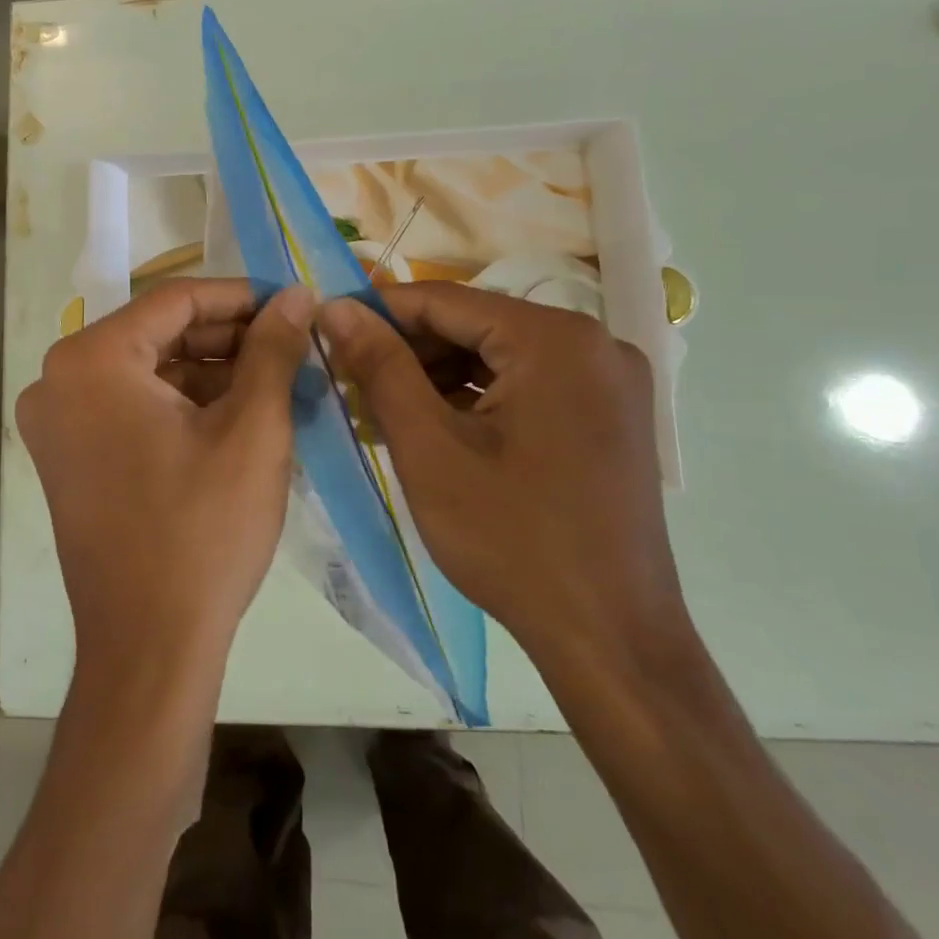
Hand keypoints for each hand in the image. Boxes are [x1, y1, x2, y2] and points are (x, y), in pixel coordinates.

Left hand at [18, 279, 315, 681]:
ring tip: (277, 381)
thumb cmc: (203, 530)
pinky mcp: (69, 457)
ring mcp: (57, 422)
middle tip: (292, 345)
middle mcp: (58, 380)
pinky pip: (131, 407)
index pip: (176, 301)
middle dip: (228, 338)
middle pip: (158, 334)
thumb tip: (296, 294)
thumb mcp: (252, 429)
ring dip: (210, 373)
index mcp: (91, 360)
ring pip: (147, 372)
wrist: (149, 646)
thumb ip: (273, 349)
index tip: (292, 304)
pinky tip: (237, 415)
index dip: (241, 297)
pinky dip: (182, 405)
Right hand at [317, 283, 685, 674]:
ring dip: (438, 376)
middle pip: (476, 325)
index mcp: (557, 339)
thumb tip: (336, 306)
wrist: (611, 639)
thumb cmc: (512, 540)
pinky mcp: (609, 415)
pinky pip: (527, 385)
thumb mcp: (429, 448)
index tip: (327, 330)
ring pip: (499, 355)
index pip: (446, 299)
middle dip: (409, 351)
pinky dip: (477, 398)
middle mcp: (594, 343)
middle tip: (351, 382)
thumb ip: (380, 366)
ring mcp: (609, 381)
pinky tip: (434, 428)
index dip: (378, 312)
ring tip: (382, 409)